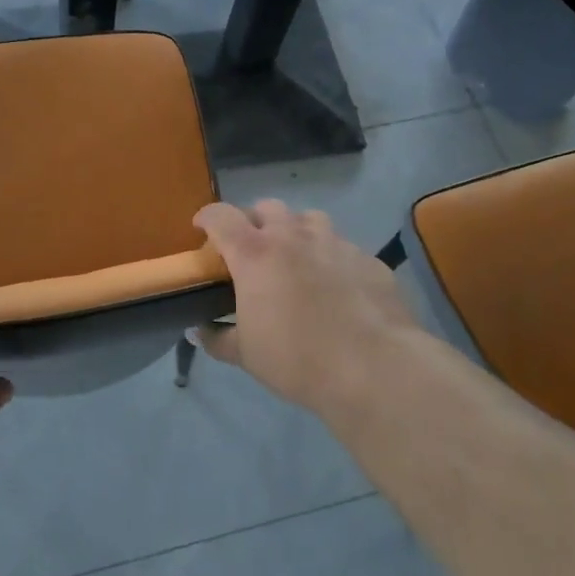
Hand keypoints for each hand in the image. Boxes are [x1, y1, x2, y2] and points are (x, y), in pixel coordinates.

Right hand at [194, 200, 423, 416]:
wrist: (374, 368)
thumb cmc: (297, 359)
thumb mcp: (246, 355)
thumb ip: (218, 338)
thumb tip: (200, 332)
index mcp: (255, 254)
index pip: (221, 217)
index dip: (207, 217)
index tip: (201, 228)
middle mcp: (293, 237)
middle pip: (267, 208)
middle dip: (254, 221)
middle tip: (252, 250)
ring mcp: (335, 243)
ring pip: (309, 219)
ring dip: (295, 231)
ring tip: (295, 259)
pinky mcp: (368, 259)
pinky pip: (342, 247)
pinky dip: (330, 257)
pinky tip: (336, 286)